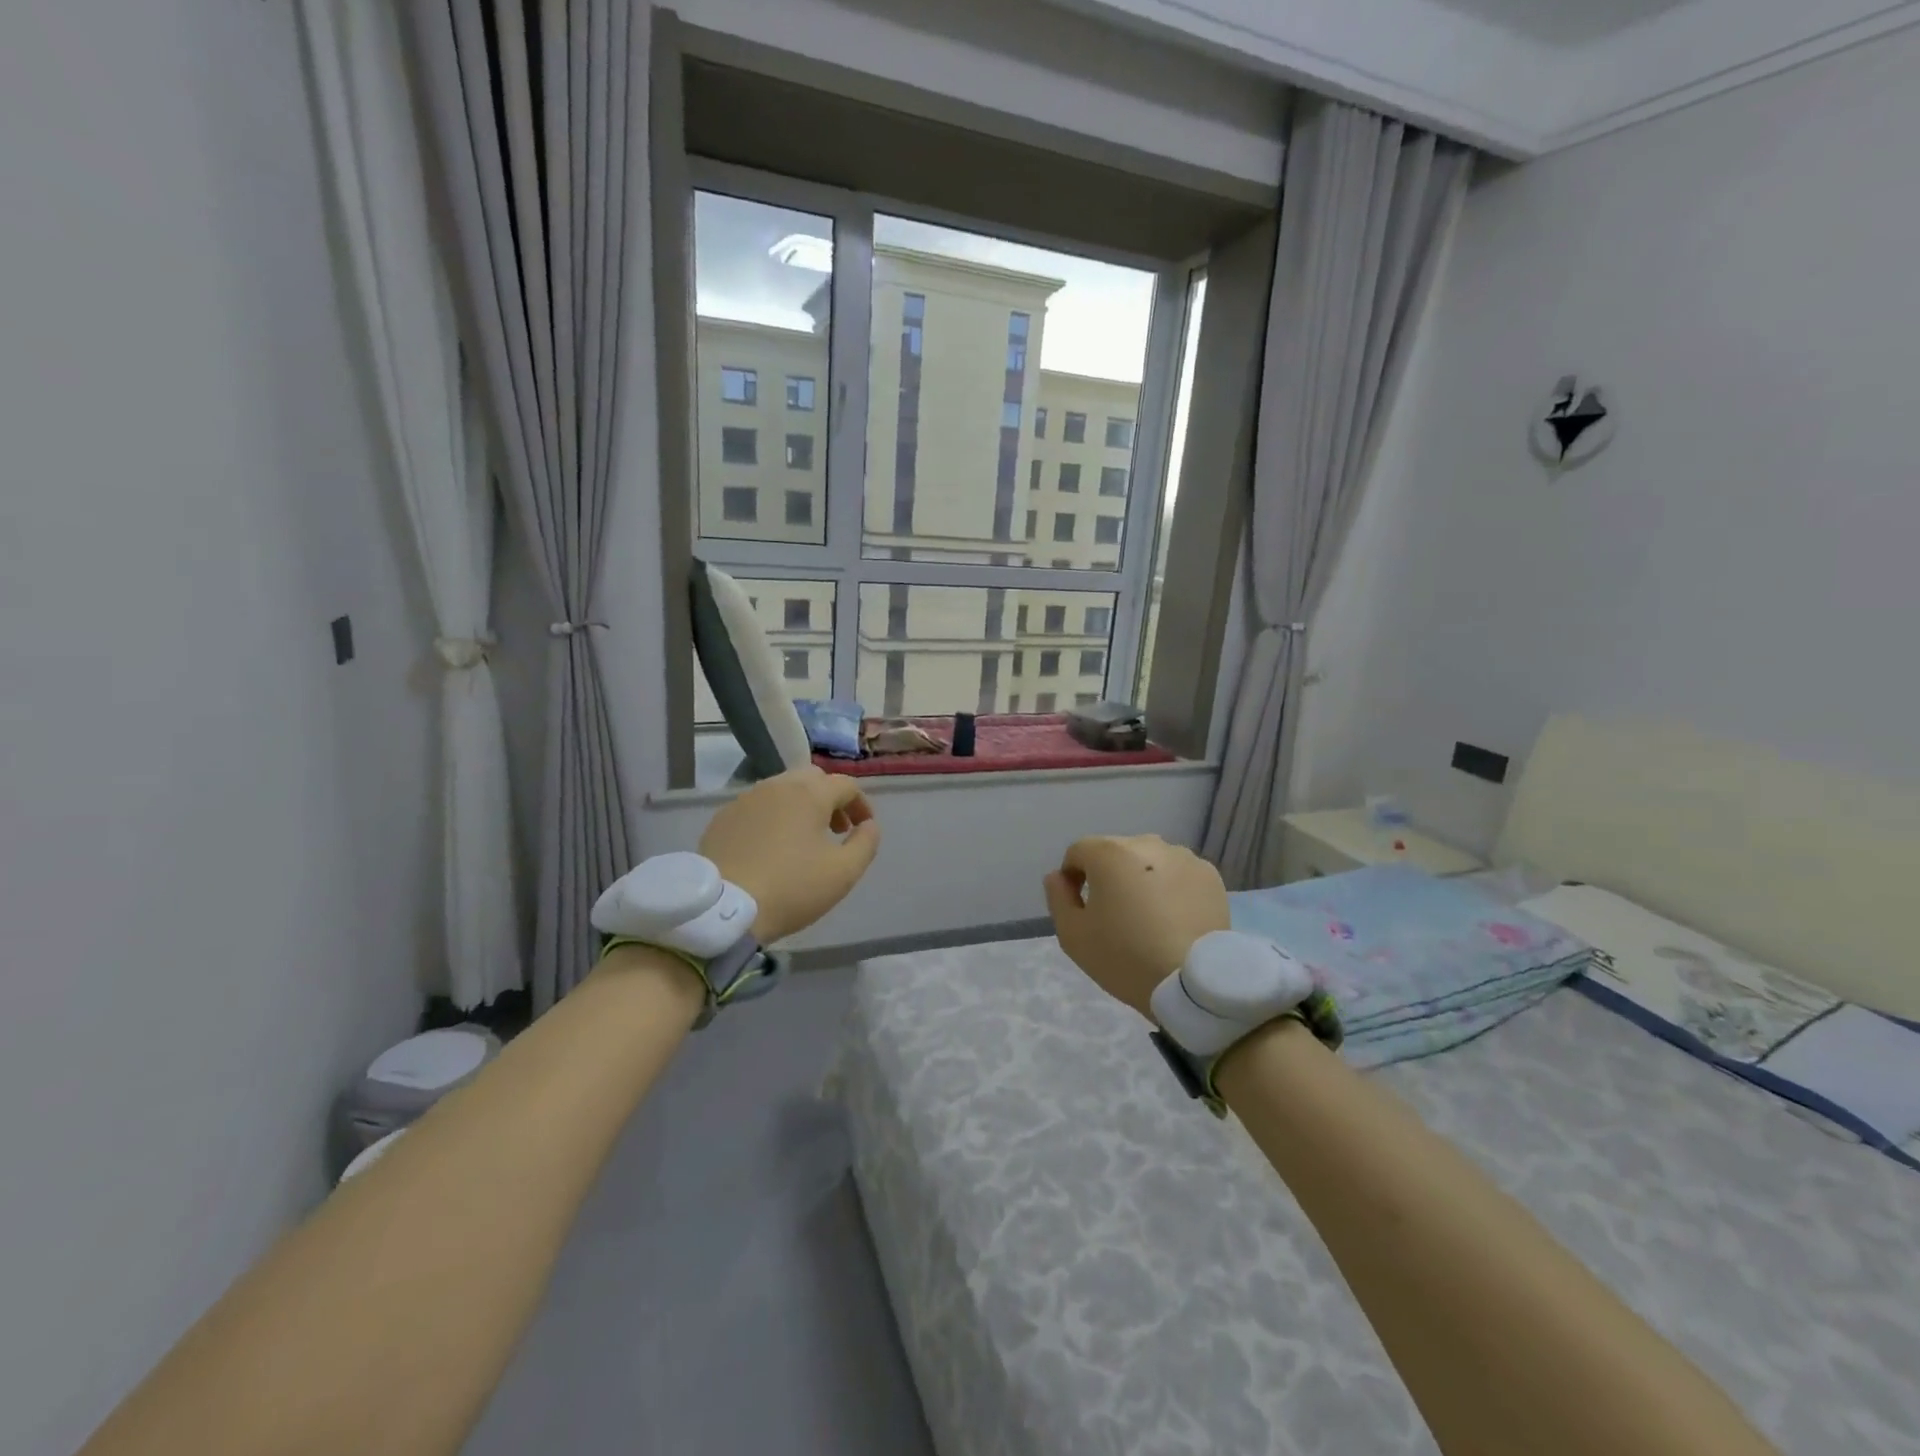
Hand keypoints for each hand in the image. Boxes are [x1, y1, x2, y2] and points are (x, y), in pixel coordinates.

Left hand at [700, 767, 880, 943]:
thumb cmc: (791, 888)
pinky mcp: (723, 817)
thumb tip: (869, 825)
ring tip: (804, 838)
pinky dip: (774, 816)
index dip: (861, 804)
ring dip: (801, 806)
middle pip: (813, 778)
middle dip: (830, 798)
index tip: (863, 828)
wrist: (723, 909)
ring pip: (783, 789)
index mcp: (809, 793)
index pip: (846, 785)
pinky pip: (758, 806)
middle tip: (836, 829)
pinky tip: (771, 846)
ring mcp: (746, 799)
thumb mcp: (844, 872)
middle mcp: (777, 785)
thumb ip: (866, 843)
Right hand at [1043, 835, 1229, 1017]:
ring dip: (1141, 878)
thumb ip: (1058, 897)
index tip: (1081, 907)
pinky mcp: (1209, 875)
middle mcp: (1146, 844)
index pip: (1078, 852)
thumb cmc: (1125, 957)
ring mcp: (1182, 857)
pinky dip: (1171, 888)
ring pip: (1149, 861)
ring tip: (1149, 916)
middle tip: (1115, 914)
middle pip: (1115, 853)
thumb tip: (1058, 877)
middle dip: (1108, 875)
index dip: (1072, 877)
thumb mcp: (1073, 935)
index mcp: (1109, 853)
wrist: (1192, 983)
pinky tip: (1174, 918)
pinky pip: (1178, 874)